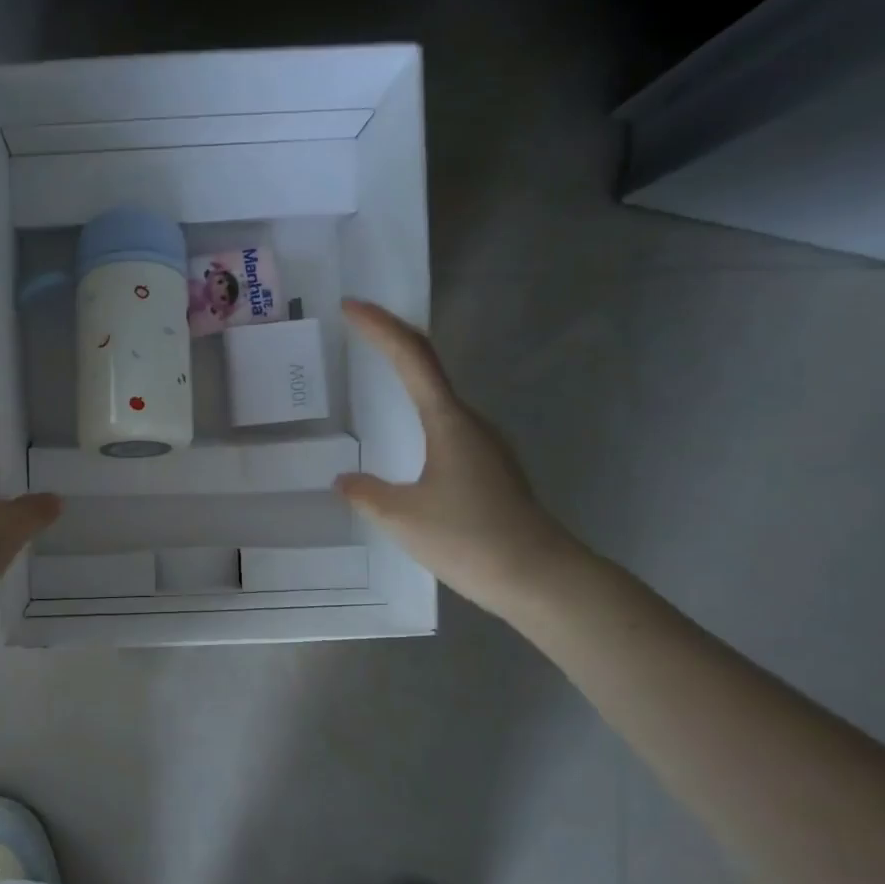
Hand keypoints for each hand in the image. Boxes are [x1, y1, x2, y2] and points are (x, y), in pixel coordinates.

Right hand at [334, 300, 579, 616]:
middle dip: (391, 342)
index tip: (350, 306)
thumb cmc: (469, 539)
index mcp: (448, 421)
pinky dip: (417, 413)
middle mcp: (470, 422)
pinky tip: (403, 440)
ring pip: (438, 398)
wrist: (539, 578)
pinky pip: (444, 426)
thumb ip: (366, 493)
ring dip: (406, 378)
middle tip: (355, 332)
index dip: (380, 327)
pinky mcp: (488, 469)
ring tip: (370, 379)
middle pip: (428, 366)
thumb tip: (345, 481)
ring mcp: (484, 445)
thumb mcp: (402, 517)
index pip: (412, 356)